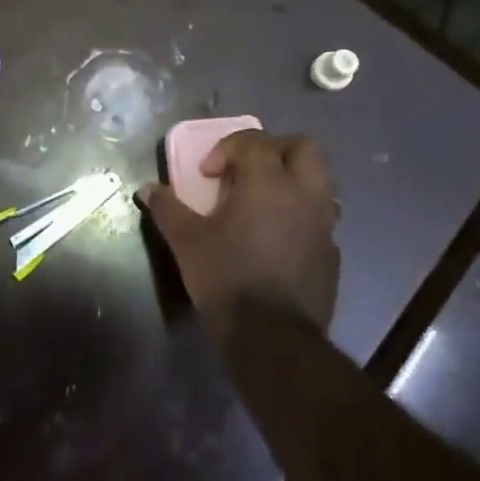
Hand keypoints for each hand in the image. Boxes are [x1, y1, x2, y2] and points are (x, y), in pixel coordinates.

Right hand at [141, 131, 340, 334]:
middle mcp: (304, 195)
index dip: (227, 148)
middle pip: (304, 148)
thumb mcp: (187, 241)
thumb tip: (147, 189)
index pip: (255, 141)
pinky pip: (320, 219)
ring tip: (263, 202)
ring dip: (292, 182)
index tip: (207, 174)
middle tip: (247, 170)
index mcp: (269, 183)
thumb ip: (167, 209)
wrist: (273, 339)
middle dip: (275, 150)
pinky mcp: (332, 255)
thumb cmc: (227, 278)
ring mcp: (324, 226)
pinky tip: (277, 238)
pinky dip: (300, 216)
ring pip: (319, 183)